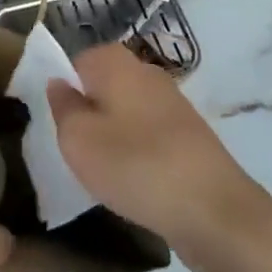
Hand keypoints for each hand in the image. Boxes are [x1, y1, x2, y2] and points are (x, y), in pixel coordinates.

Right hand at [47, 44, 255, 255]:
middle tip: (77, 151)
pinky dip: (137, 152)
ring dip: (112, 136)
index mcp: (117, 62)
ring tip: (104, 172)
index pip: (76, 62)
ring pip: (126, 110)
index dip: (63, 92)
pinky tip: (135, 181)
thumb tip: (58, 83)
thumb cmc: (135, 166)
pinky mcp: (188, 133)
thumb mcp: (79, 140)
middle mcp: (146, 71)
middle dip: (88, 114)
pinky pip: (148, 133)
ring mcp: (171, 101)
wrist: (213, 209)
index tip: (58, 126)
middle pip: (103, 85)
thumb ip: (63, 107)